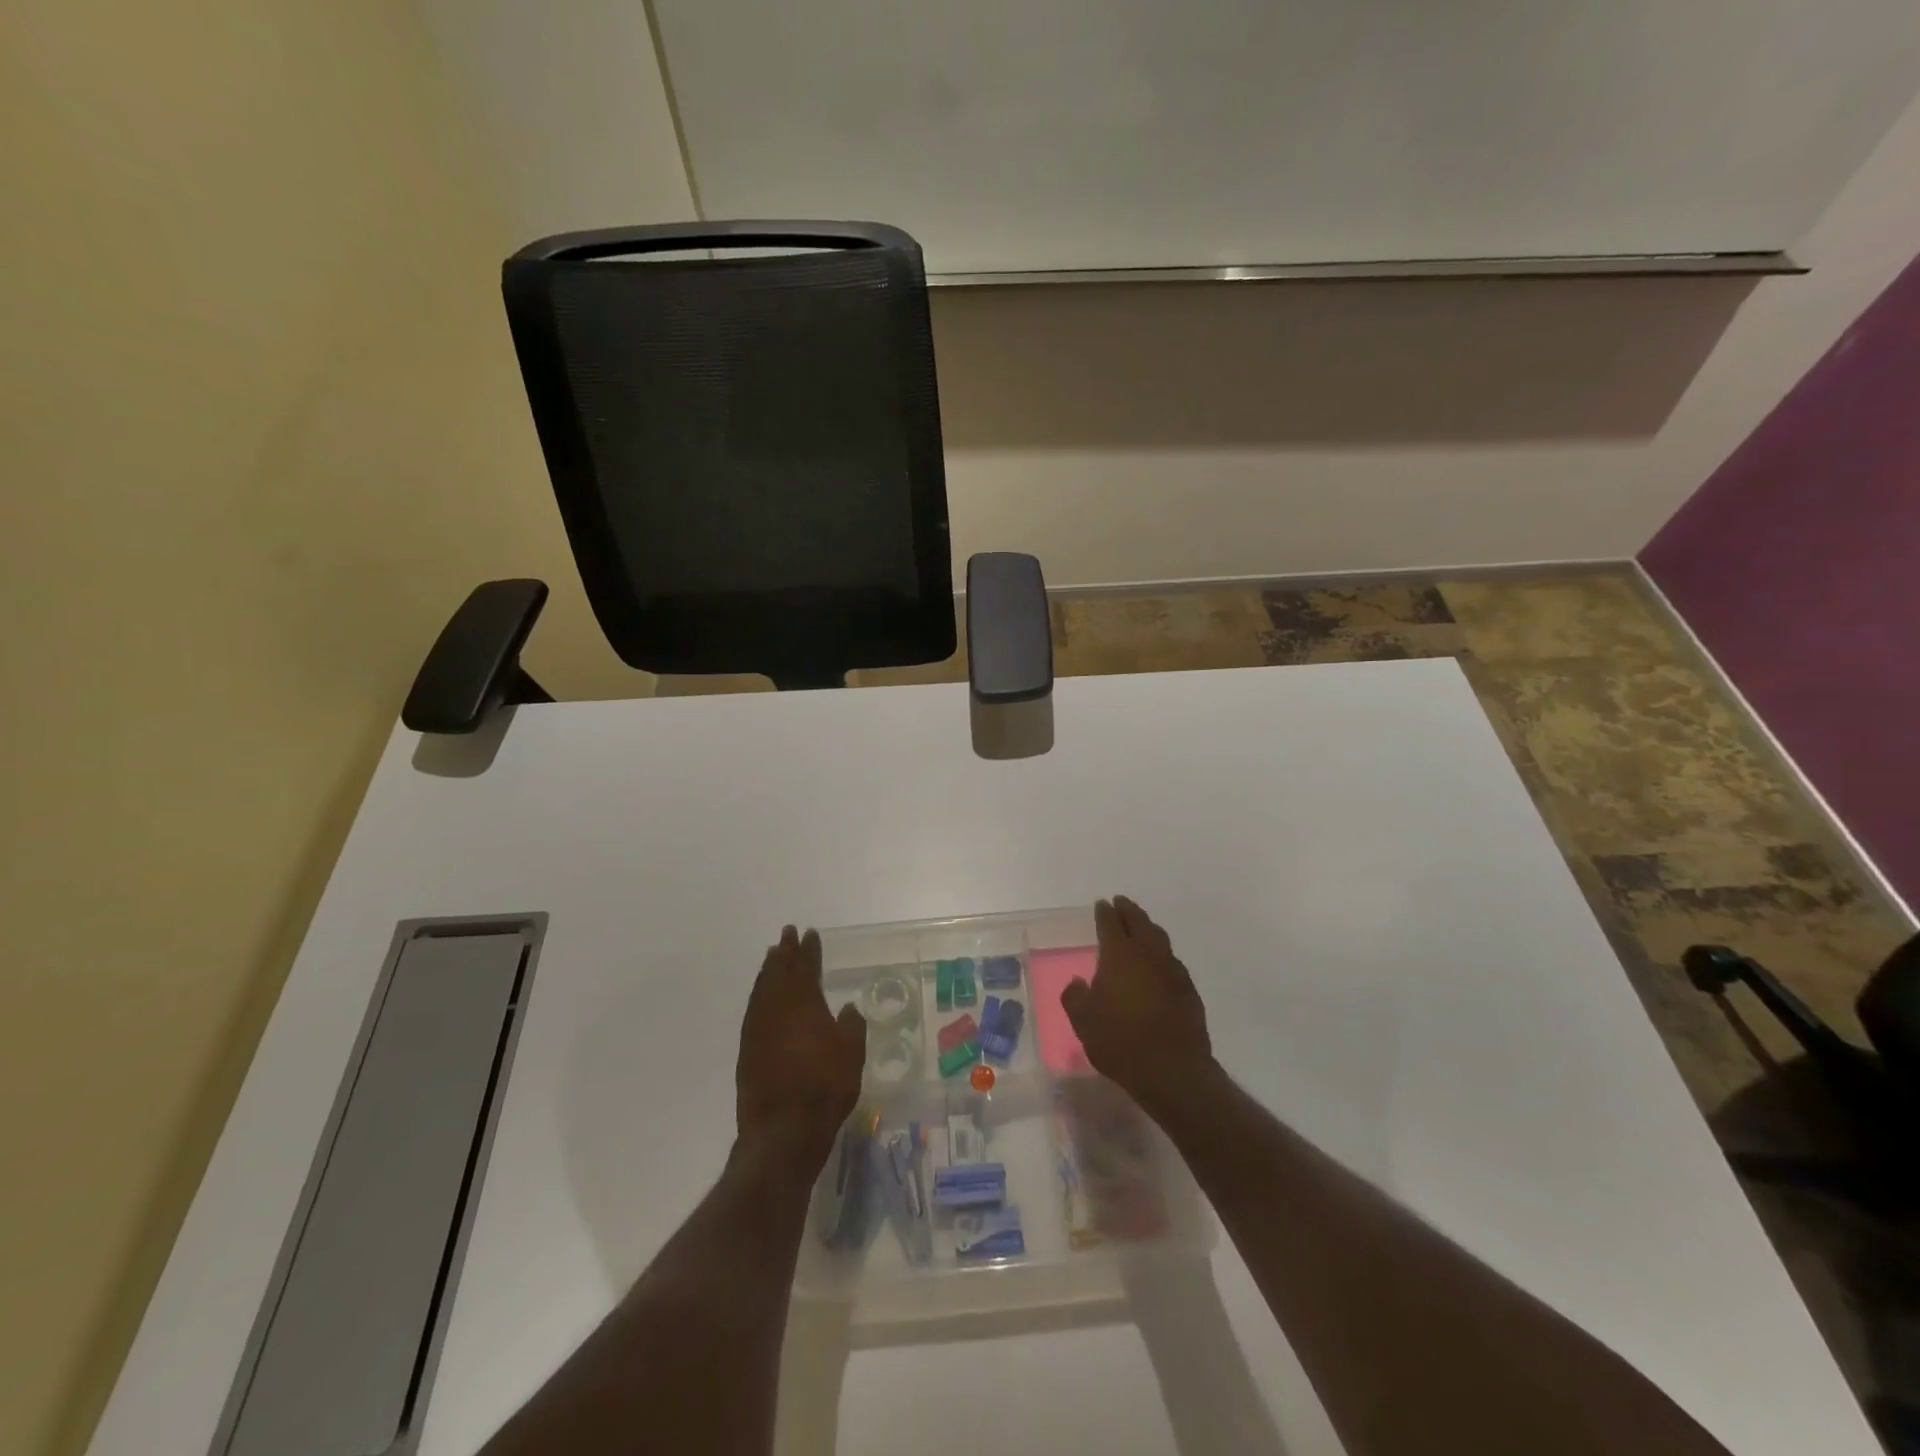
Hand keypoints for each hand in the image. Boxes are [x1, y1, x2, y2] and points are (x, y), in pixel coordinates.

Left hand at [736, 926, 866, 1174]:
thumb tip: (846, 1008)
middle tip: (787, 934)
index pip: (806, 967)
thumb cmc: (825, 1087)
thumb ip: (851, 1026)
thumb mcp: (852, 1054)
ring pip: (762, 988)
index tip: (809, 934)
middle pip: (779, 971)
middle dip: (785, 951)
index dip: (809, 950)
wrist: (782, 1130)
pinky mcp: (747, 1049)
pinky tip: (762, 995)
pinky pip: (753, 1008)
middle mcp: (777, 1008)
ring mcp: (758, 1028)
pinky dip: (759, 994)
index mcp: (804, 1003)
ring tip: (772, 956)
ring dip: (768, 970)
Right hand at [1061, 897, 1212, 1116]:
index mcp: (1120, 955)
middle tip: (1121, 903)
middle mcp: (1148, 955)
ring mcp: (1173, 971)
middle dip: (1129, 910)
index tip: (1102, 904)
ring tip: (1140, 927)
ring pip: (1160, 939)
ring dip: (1148, 928)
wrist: (1173, 1071)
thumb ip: (1076, 997)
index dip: (1105, 912)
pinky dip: (1161, 954)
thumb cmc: (1121, 1042)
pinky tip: (1158, 965)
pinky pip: (1172, 961)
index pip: (1111, 923)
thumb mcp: (1084, 1022)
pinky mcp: (1189, 991)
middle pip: (1139, 922)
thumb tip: (1078, 983)